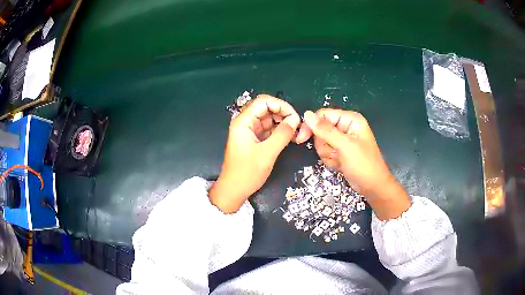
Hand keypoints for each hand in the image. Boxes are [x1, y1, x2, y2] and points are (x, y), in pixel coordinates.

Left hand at [209, 95, 300, 212]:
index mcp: (243, 122)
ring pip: (269, 119)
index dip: (281, 105)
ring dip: (282, 122)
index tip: (295, 116)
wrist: (233, 190)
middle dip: (283, 113)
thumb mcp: (267, 153)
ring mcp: (249, 131)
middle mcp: (245, 123)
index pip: (263, 101)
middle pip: (266, 108)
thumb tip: (295, 120)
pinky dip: (279, 131)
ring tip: (296, 132)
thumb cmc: (247, 173)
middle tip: (297, 125)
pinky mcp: (254, 139)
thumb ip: (282, 134)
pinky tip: (290, 136)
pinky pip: (268, 129)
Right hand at [298, 109, 410, 219]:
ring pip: (321, 143)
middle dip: (325, 145)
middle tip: (336, 153)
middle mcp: (346, 127)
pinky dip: (330, 160)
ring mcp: (342, 140)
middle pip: (320, 130)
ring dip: (328, 154)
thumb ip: (325, 130)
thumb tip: (306, 114)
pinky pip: (325, 152)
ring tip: (340, 160)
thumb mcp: (345, 146)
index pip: (323, 115)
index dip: (311, 126)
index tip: (302, 139)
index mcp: (350, 119)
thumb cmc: (364, 165)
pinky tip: (341, 165)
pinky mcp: (340, 151)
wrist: (373, 187)